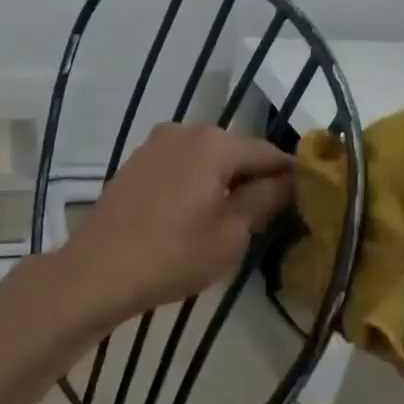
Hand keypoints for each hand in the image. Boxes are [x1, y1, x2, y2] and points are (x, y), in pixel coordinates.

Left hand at [60, 124, 294, 323]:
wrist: (97, 272)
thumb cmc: (173, 254)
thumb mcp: (231, 233)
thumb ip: (263, 199)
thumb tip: (288, 181)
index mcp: (214, 143)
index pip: (267, 152)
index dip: (289, 175)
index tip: (305, 197)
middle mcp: (185, 131)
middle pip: (235, 151)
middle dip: (254, 178)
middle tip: (269, 215)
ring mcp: (156, 144)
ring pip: (207, 158)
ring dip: (224, 181)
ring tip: (233, 219)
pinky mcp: (136, 163)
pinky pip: (181, 166)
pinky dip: (197, 183)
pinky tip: (196, 214)